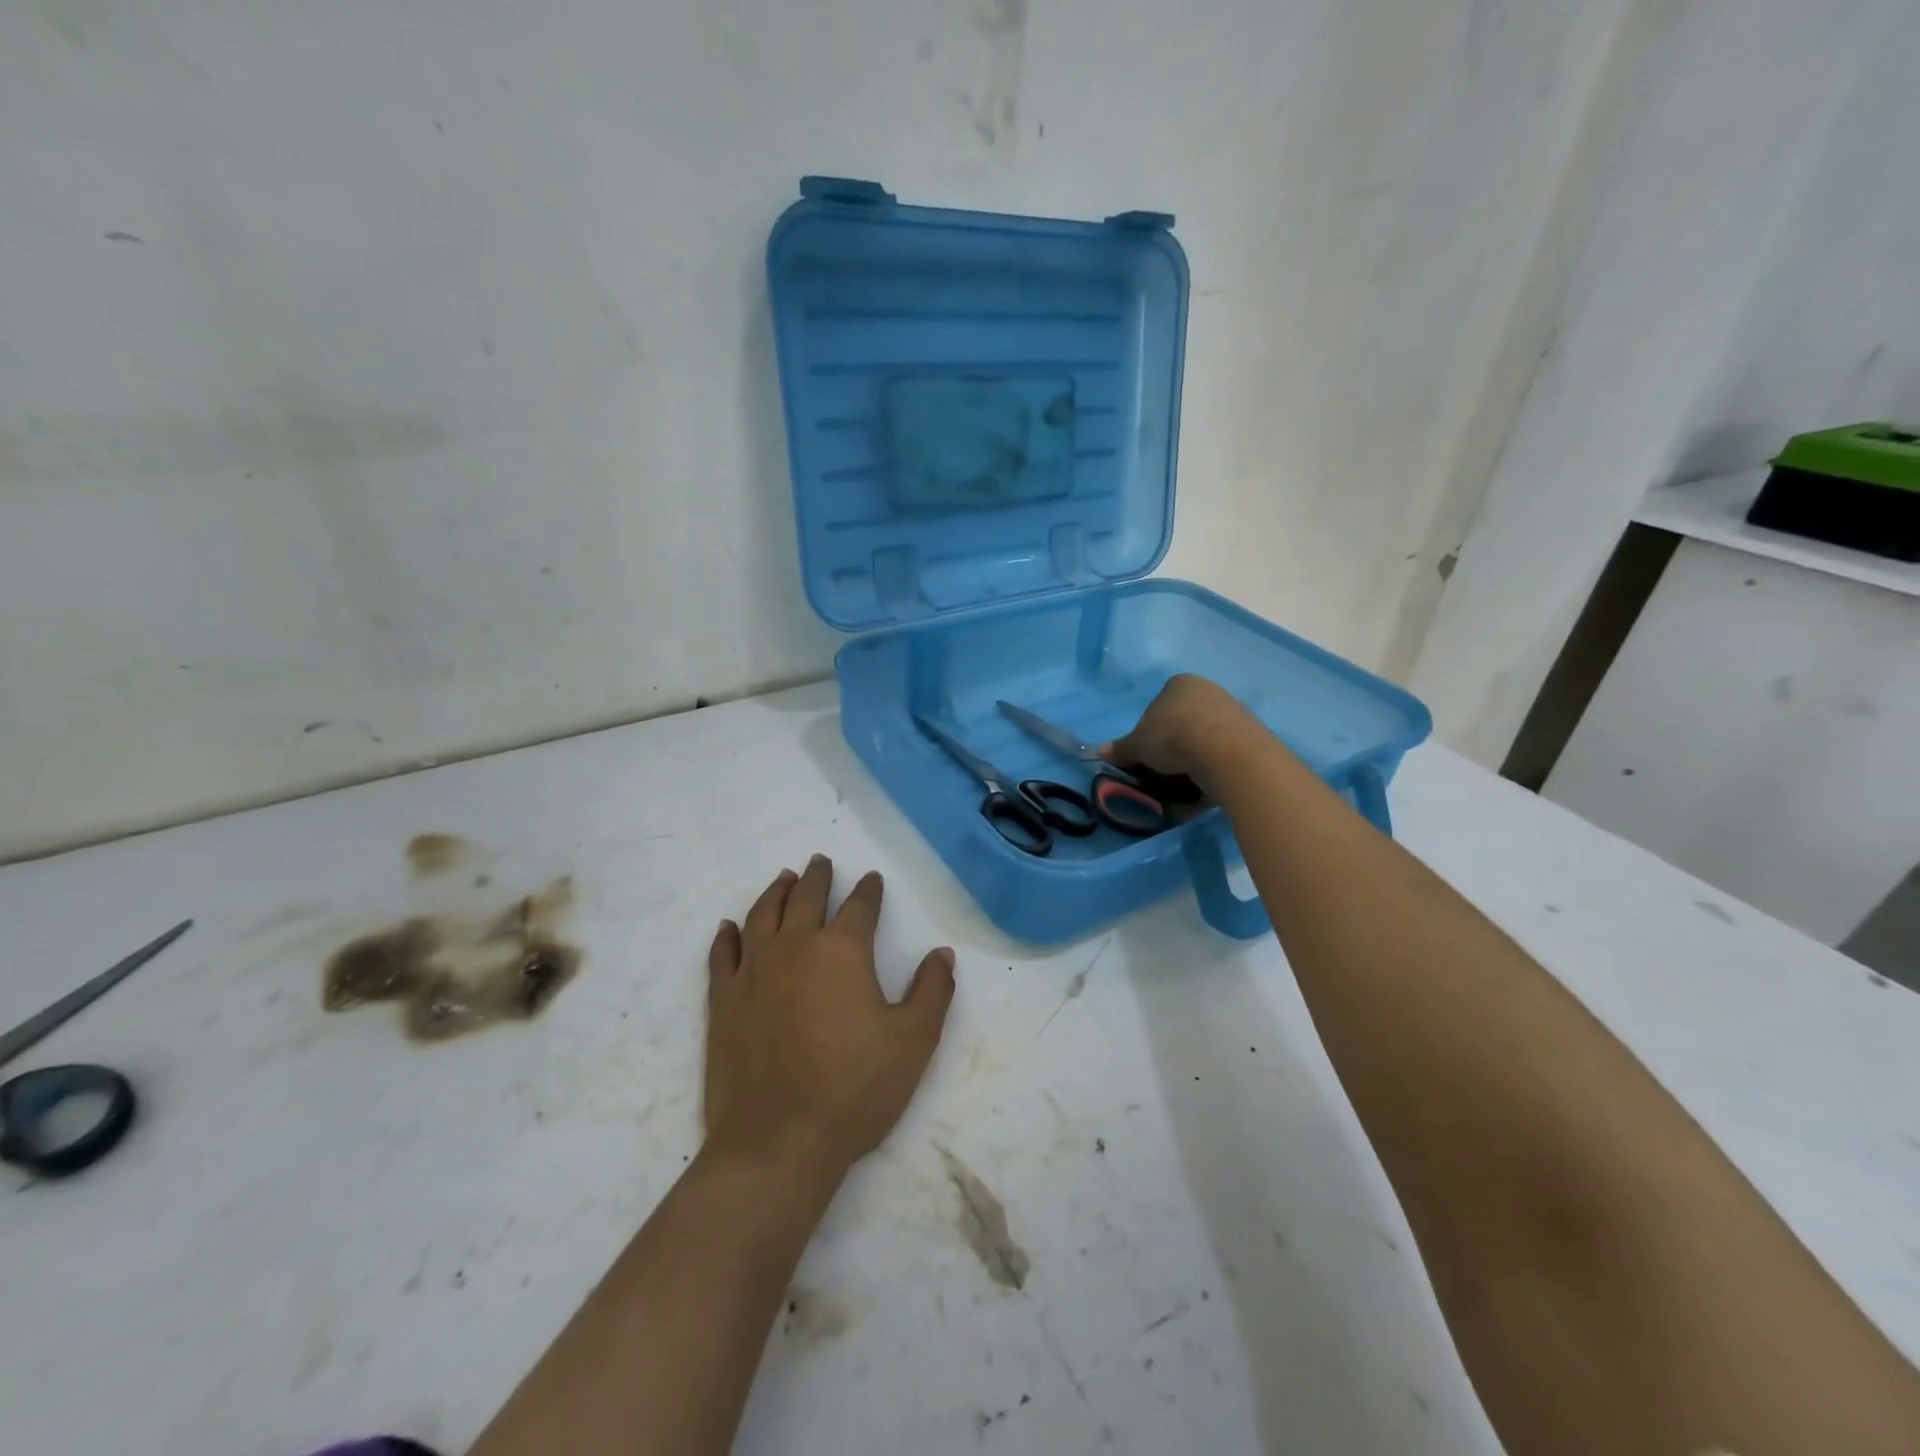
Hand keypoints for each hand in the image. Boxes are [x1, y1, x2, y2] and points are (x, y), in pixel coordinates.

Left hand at [705, 856, 955, 1182]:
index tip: (872, 879)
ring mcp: (753, 971)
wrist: (778, 1140)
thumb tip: (942, 953)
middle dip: (817, 877)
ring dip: (775, 892)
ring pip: (762, 915)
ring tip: (783, 878)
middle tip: (820, 861)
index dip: (868, 890)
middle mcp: (795, 947)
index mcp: (843, 951)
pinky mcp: (723, 999)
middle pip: (805, 897)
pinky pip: (723, 954)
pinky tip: (729, 927)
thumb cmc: (855, 1088)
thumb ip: (932, 990)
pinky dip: (727, 936)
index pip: (860, 906)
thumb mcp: (914, 1041)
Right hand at [1100, 674, 1261, 793]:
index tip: (1147, 753)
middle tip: (1164, 769)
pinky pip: (1224, 751)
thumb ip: (1121, 748)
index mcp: (1179, 684)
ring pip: (1205, 736)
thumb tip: (1100, 752)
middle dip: (1173, 744)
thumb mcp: (1138, 746)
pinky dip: (1214, 766)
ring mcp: (1232, 710)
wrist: (1226, 752)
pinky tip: (1207, 782)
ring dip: (1195, 756)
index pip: (1158, 705)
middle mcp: (1207, 690)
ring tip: (1186, 780)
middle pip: (1183, 720)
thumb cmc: (1173, 737)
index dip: (1149, 731)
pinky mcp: (1251, 734)